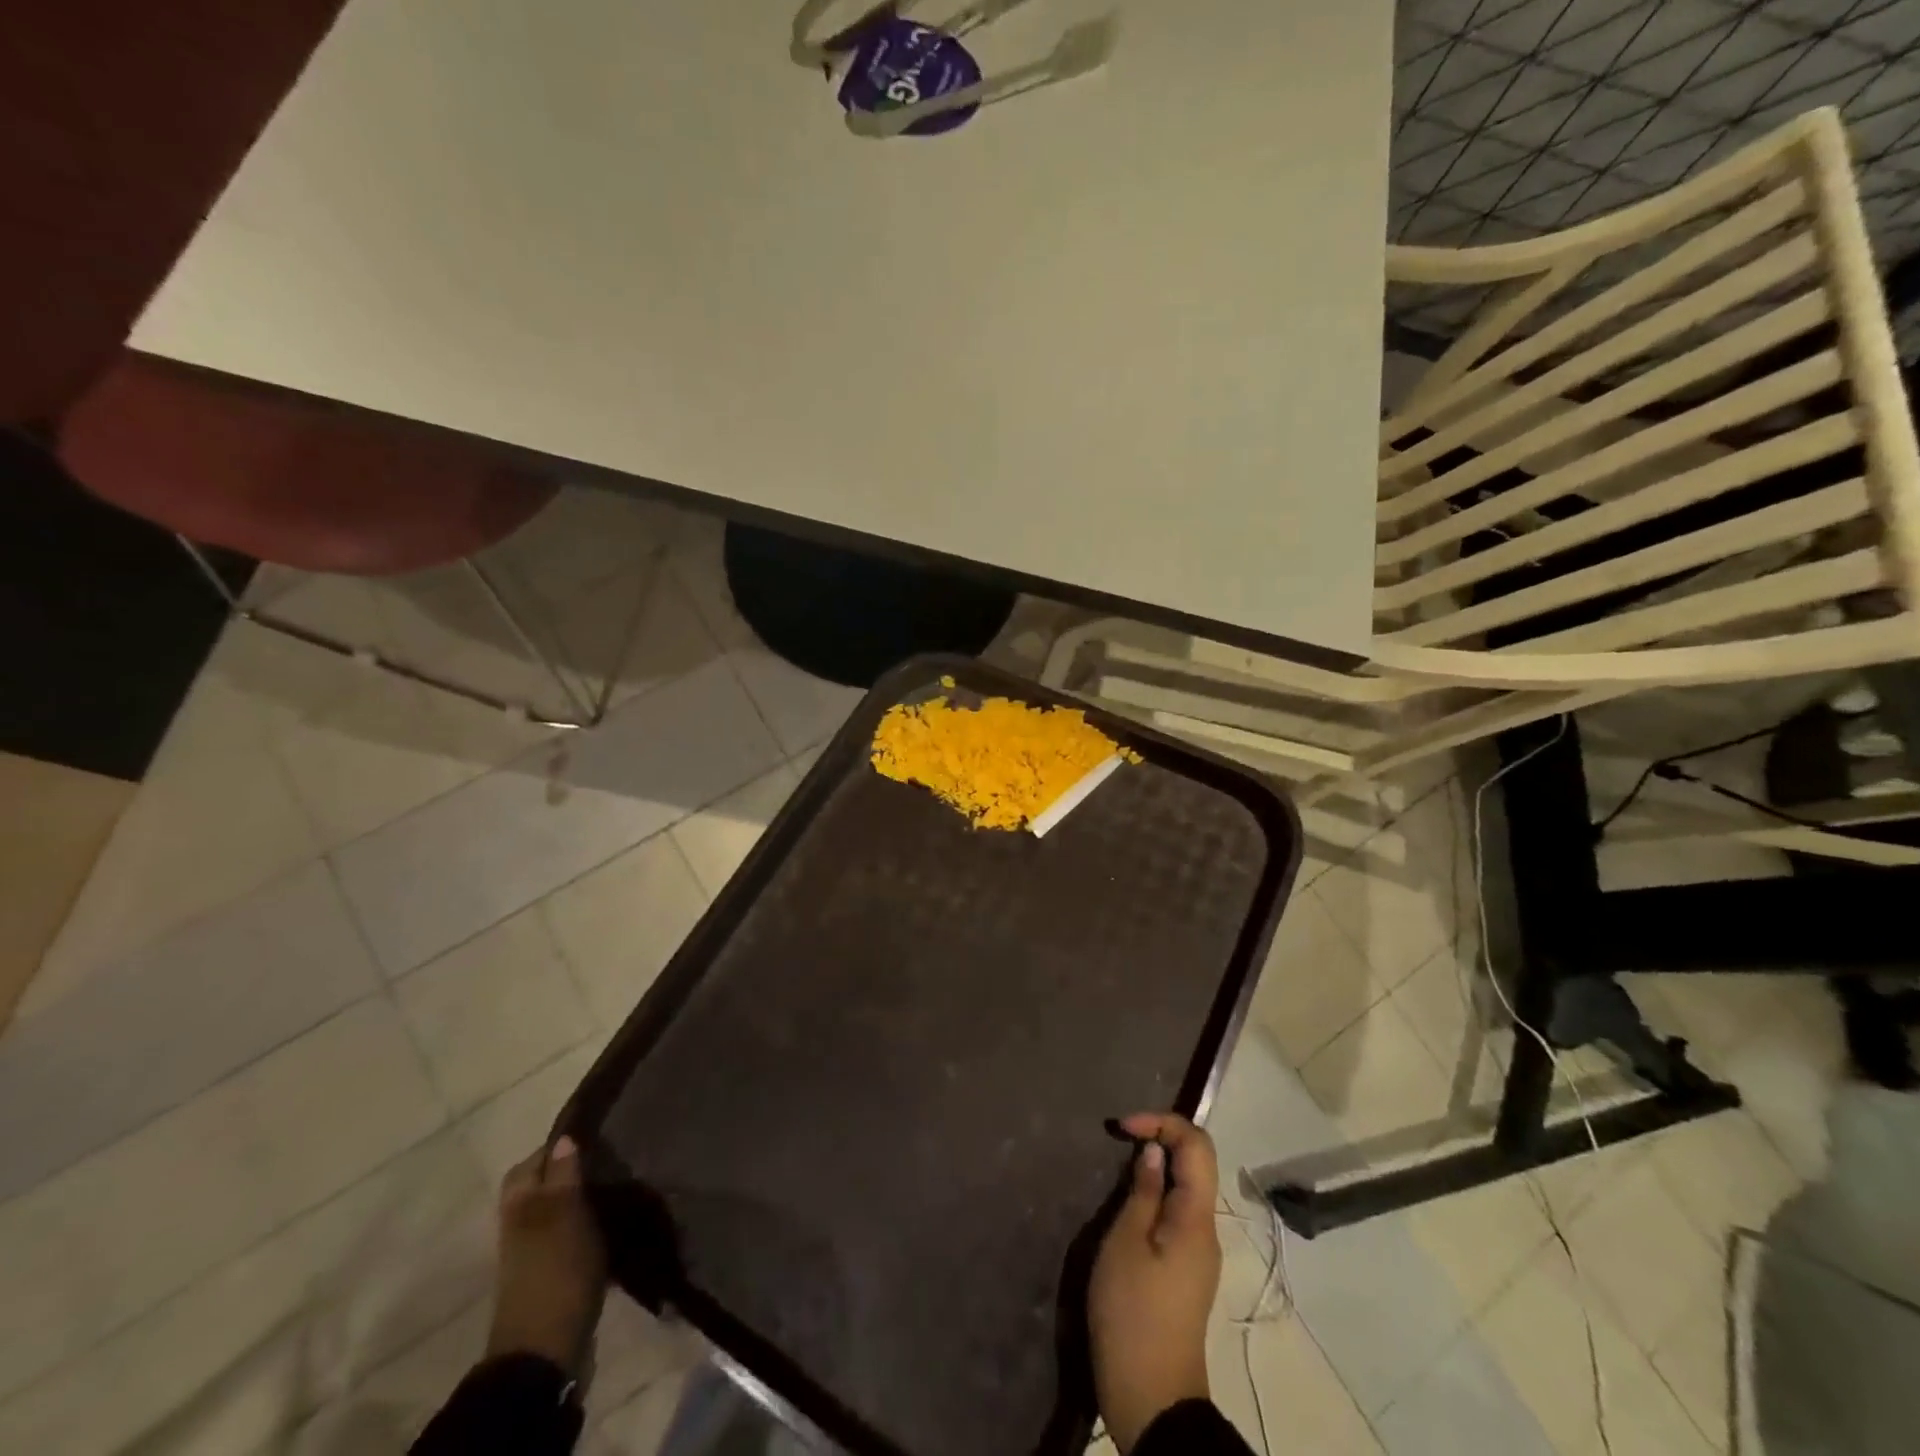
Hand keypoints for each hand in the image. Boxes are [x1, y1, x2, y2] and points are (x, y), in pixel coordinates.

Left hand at [486, 1136, 608, 1371]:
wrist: (546, 1351)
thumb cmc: (555, 1272)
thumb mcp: (562, 1216)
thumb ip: (562, 1176)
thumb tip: (564, 1136)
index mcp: (520, 1205)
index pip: (535, 1160)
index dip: (563, 1143)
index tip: (601, 1130)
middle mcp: (523, 1223)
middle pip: (547, 1184)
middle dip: (577, 1169)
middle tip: (615, 1156)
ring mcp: (538, 1251)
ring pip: (563, 1208)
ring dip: (588, 1196)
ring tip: (624, 1183)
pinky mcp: (557, 1272)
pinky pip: (575, 1233)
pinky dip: (594, 1224)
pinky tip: (620, 1220)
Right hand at [1087, 1114, 1220, 1452]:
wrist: (1151, 1398)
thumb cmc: (1133, 1313)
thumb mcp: (1126, 1243)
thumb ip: (1143, 1192)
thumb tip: (1154, 1153)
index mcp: (1197, 1217)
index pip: (1197, 1145)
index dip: (1162, 1121)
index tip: (1122, 1127)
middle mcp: (1206, 1229)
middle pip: (1195, 1163)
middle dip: (1160, 1139)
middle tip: (1119, 1139)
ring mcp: (1198, 1252)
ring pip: (1186, 1187)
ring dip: (1156, 1166)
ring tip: (1119, 1166)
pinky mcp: (1185, 1270)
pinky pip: (1176, 1212)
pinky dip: (1155, 1193)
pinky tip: (1128, 1201)